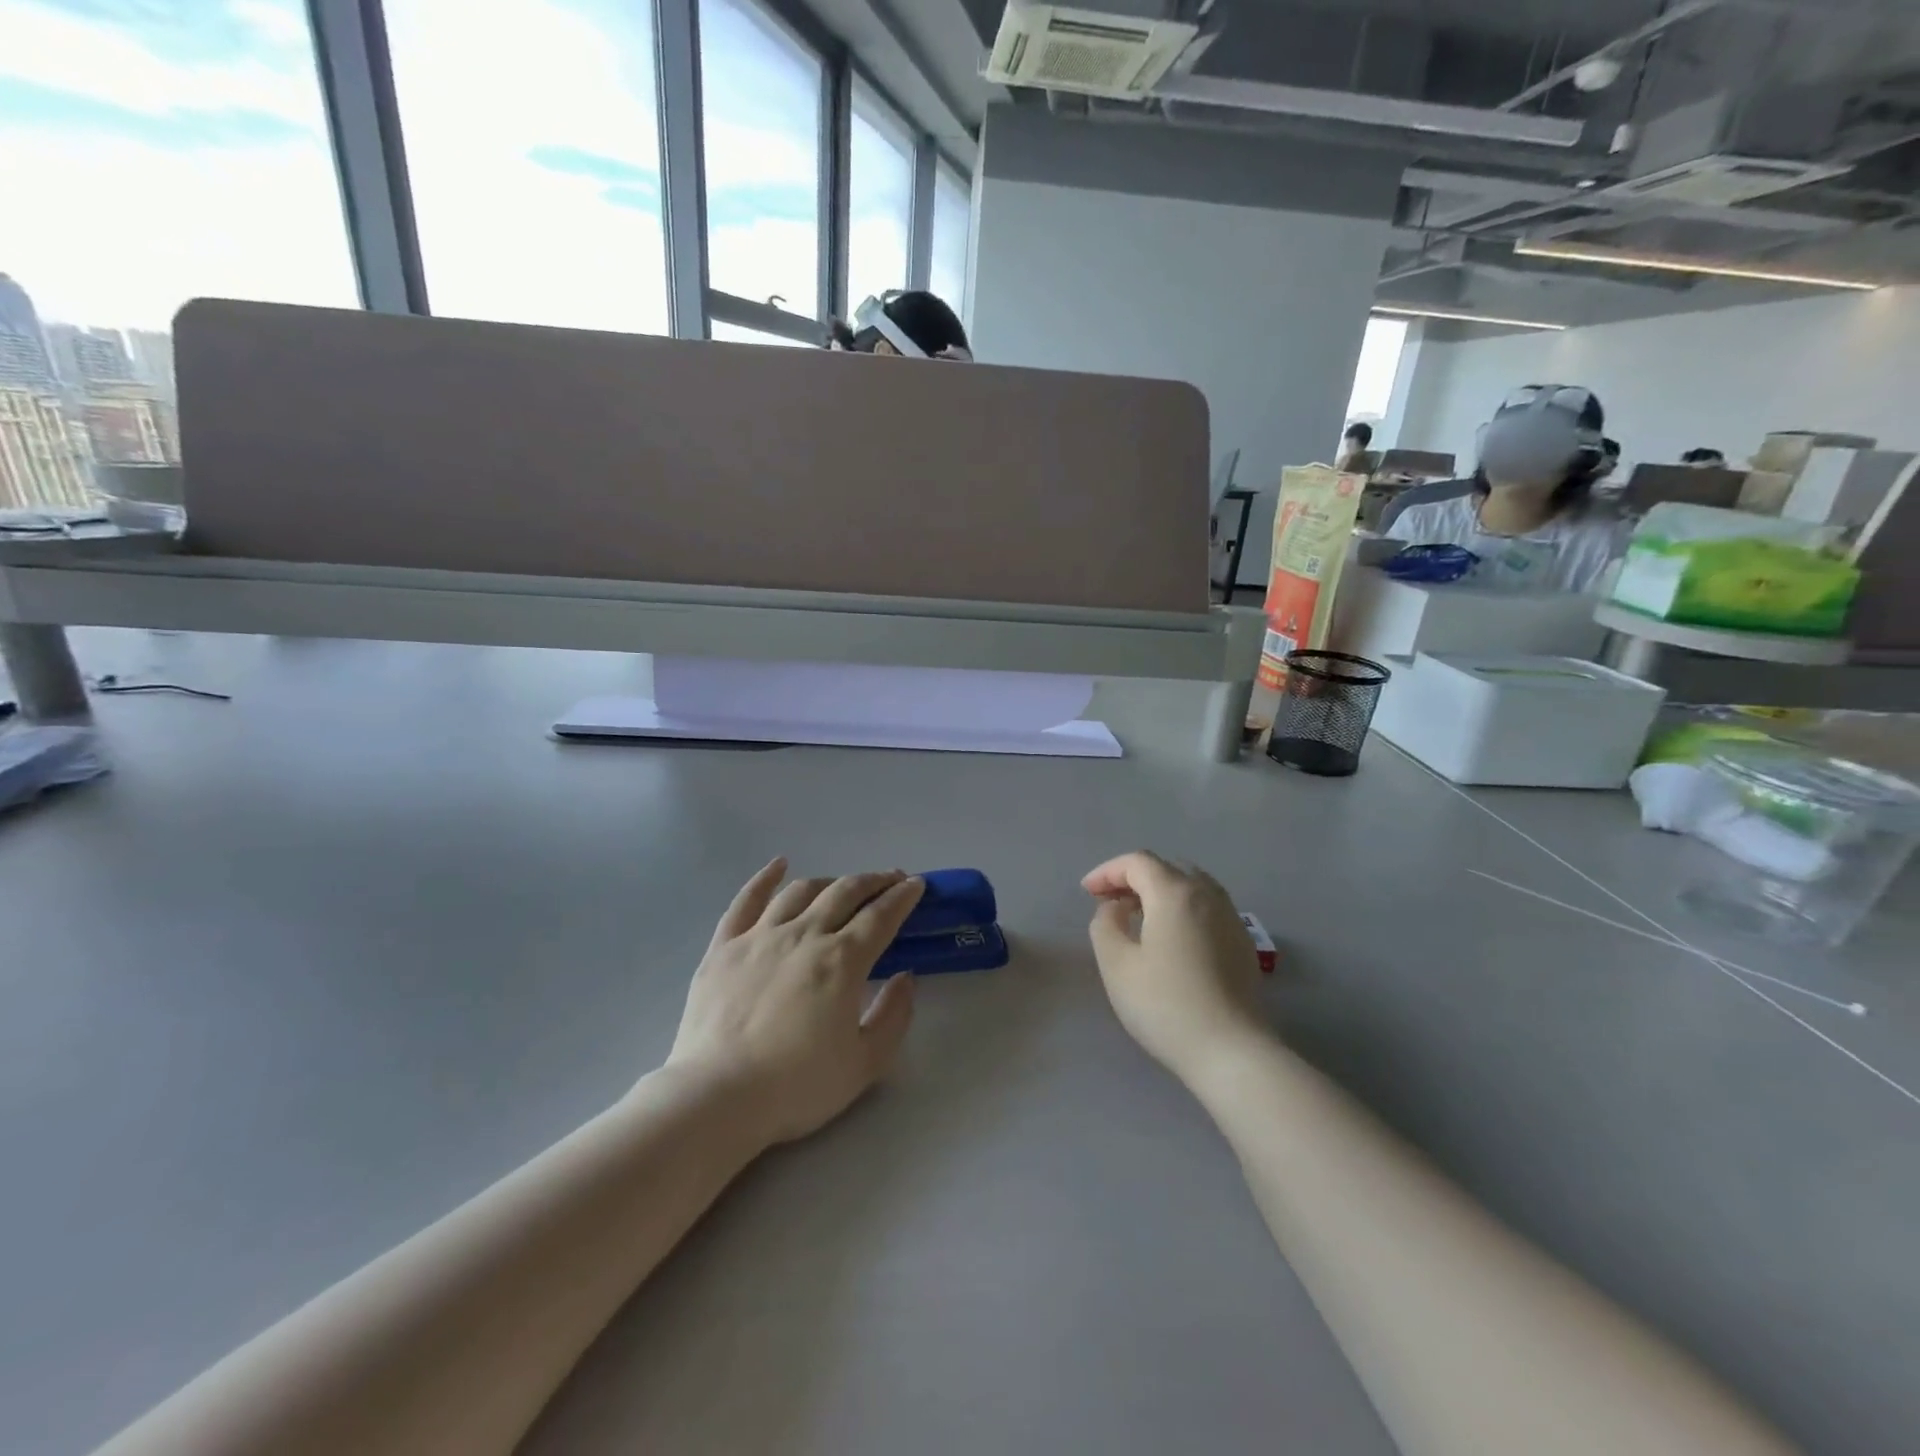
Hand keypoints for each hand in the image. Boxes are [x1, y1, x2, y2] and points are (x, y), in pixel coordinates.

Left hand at [668, 859, 923, 1144]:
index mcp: (842, 961)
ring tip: (844, 885)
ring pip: (802, 891)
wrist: (717, 1097)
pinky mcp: (724, 946)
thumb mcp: (864, 1063)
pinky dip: (765, 878)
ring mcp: (760, 935)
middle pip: (845, 892)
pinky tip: (779, 865)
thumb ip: (894, 1016)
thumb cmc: (796, 1086)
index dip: (903, 897)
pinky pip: (746, 900)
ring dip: (830, 881)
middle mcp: (804, 935)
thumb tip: (906, 977)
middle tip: (891, 879)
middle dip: (874, 881)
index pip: (881, 916)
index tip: (917, 885)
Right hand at [1082, 852, 1266, 1082]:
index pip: (1137, 862)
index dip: (1107, 871)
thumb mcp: (1116, 964)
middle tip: (1109, 901)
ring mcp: (1231, 917)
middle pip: (1166, 868)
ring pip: (1190, 885)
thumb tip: (1115, 908)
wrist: (1231, 1051)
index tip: (1087, 892)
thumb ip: (1105, 924)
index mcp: (1175, 893)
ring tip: (1137, 916)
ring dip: (1159, 891)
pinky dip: (1181, 907)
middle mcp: (1207, 894)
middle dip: (1133, 877)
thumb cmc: (1165, 1005)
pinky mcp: (1242, 941)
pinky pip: (1207, 906)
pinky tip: (1170, 937)